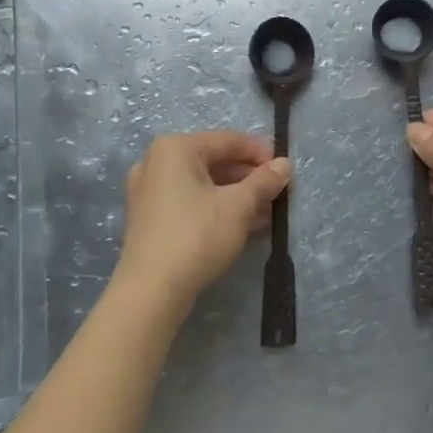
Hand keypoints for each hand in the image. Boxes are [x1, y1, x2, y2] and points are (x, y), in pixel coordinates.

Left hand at [116, 131, 290, 314]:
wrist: (151, 291)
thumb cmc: (197, 236)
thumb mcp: (239, 206)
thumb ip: (264, 181)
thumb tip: (284, 164)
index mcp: (175, 148)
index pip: (228, 141)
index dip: (260, 153)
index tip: (284, 168)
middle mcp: (156, 162)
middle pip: (213, 161)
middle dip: (247, 177)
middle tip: (276, 192)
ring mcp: (147, 190)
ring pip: (201, 184)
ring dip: (234, 195)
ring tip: (265, 212)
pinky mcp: (147, 217)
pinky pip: (188, 201)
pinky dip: (214, 207)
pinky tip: (240, 224)